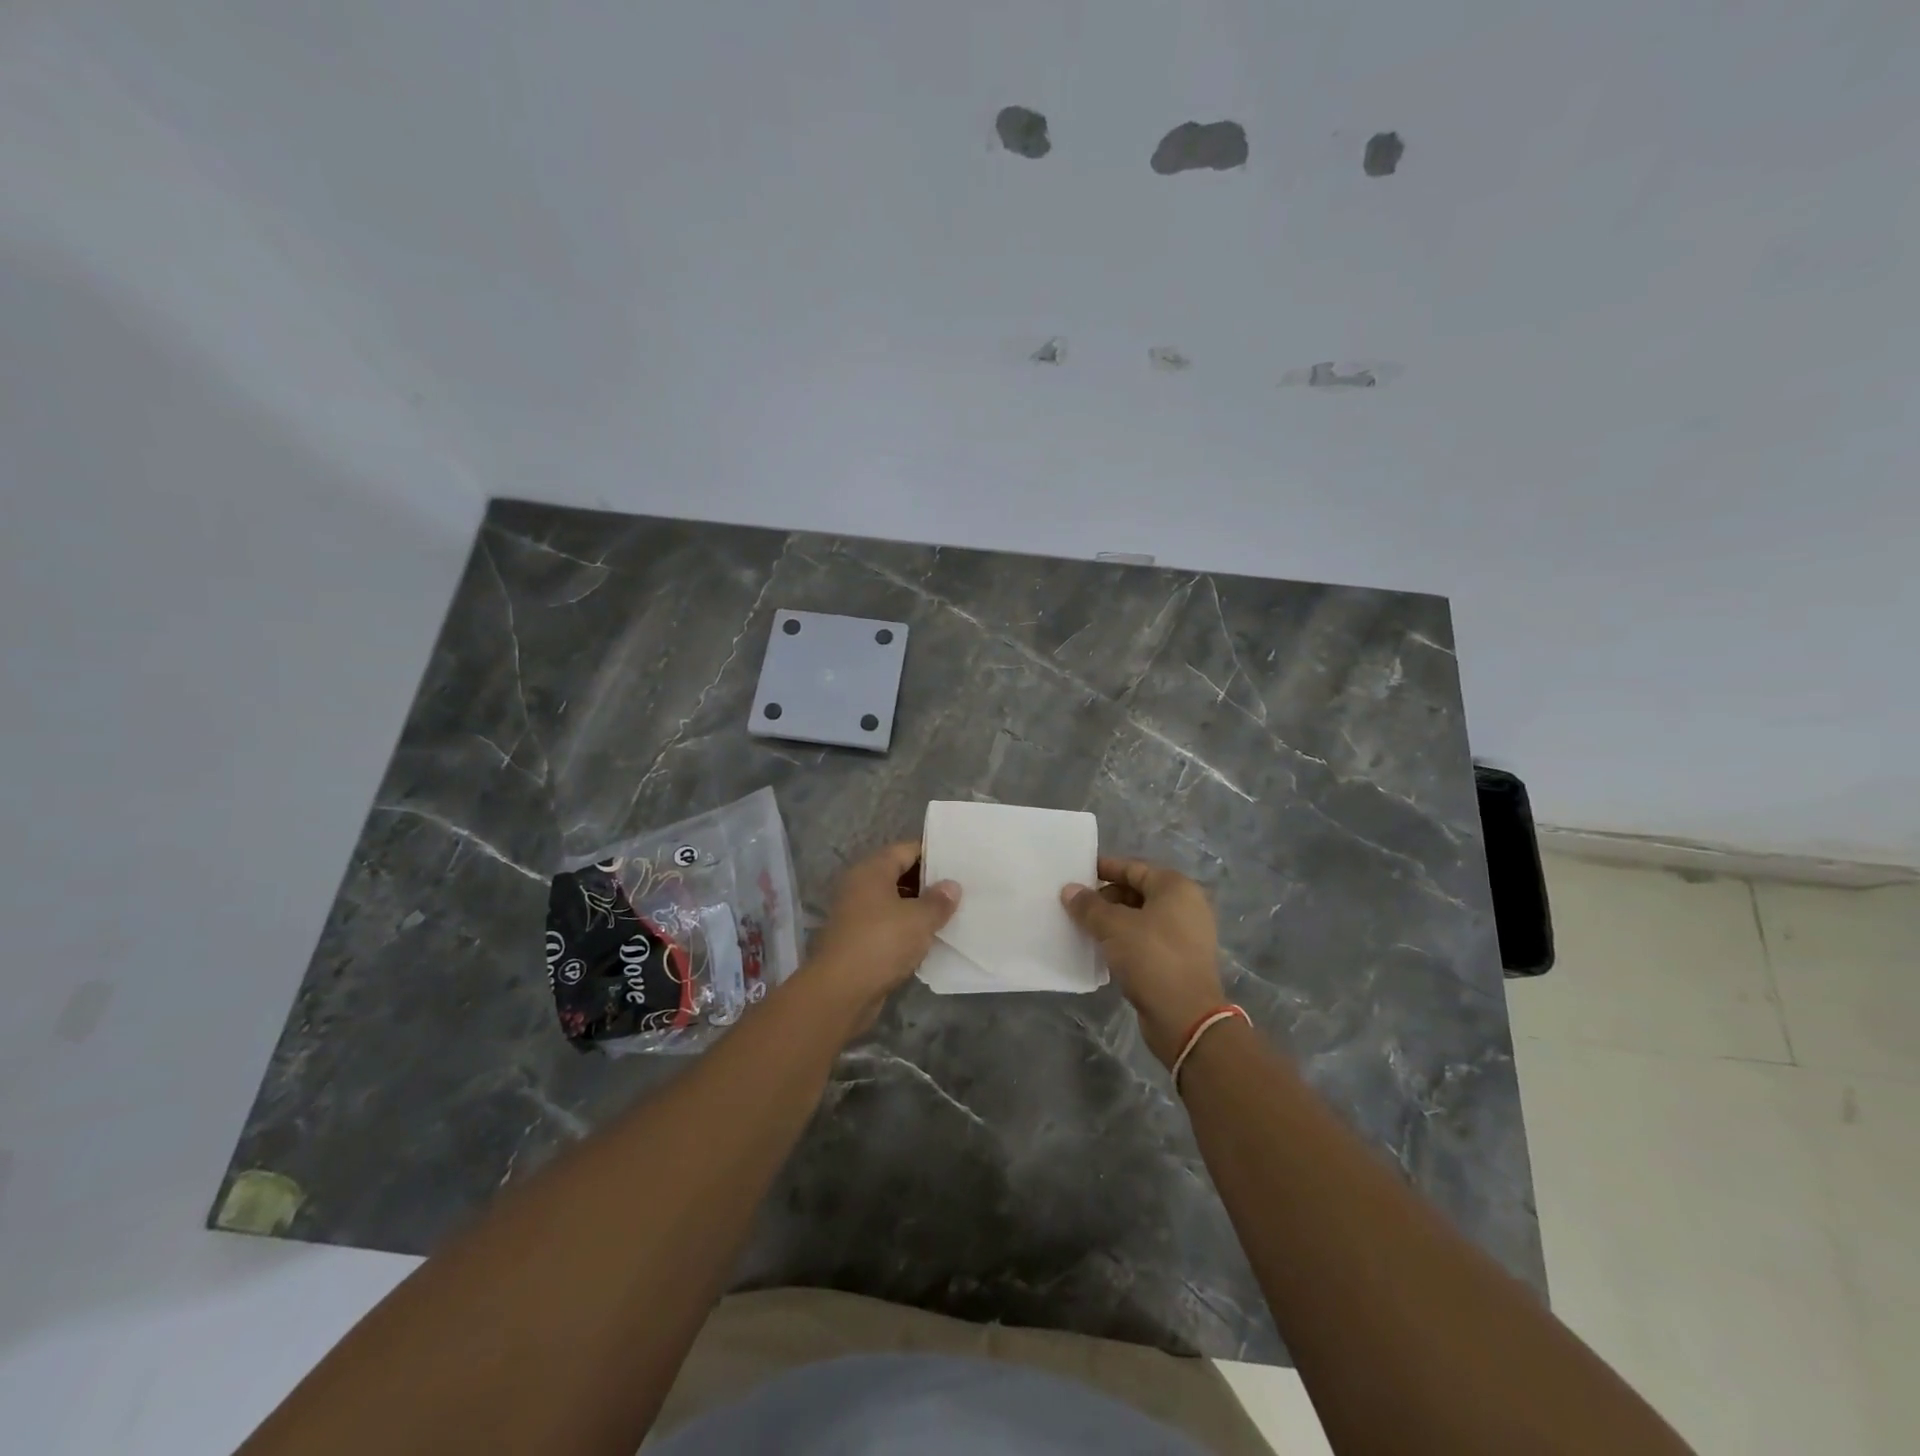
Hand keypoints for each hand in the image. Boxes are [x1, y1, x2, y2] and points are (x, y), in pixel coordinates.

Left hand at [803, 842, 959, 1032]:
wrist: (840, 992)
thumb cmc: (881, 943)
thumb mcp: (919, 919)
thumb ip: (938, 901)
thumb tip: (951, 886)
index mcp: (871, 871)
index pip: (906, 850)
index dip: (933, 853)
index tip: (959, 862)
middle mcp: (860, 887)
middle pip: (899, 874)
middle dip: (928, 882)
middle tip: (960, 888)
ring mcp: (856, 915)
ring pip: (894, 903)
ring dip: (918, 908)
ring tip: (951, 913)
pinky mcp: (858, 941)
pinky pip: (888, 926)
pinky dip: (907, 930)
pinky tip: (930, 939)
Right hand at [1062, 857, 1225, 1066]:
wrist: (1186, 1018)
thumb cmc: (1152, 958)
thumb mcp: (1113, 927)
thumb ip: (1089, 906)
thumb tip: (1069, 889)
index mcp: (1175, 887)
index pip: (1133, 868)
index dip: (1103, 869)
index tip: (1076, 873)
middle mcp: (1186, 905)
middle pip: (1137, 892)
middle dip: (1105, 898)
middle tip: (1075, 906)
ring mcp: (1186, 935)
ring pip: (1141, 918)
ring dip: (1113, 922)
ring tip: (1083, 927)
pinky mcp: (1179, 960)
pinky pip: (1146, 940)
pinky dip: (1125, 941)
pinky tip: (1102, 950)